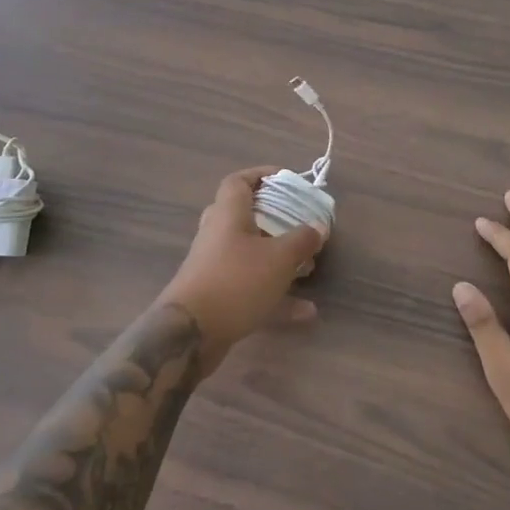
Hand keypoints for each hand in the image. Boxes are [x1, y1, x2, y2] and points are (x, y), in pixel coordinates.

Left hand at [158, 167, 327, 376]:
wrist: (190, 334)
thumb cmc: (236, 281)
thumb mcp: (279, 258)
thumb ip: (302, 240)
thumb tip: (319, 226)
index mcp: (228, 214)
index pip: (239, 181)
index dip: (261, 175)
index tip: (286, 180)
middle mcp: (218, 235)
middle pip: (246, 216)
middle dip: (276, 219)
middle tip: (301, 223)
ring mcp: (215, 267)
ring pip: (251, 253)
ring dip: (280, 259)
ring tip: (310, 267)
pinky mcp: (218, 296)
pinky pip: (252, 287)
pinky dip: (277, 295)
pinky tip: (306, 311)